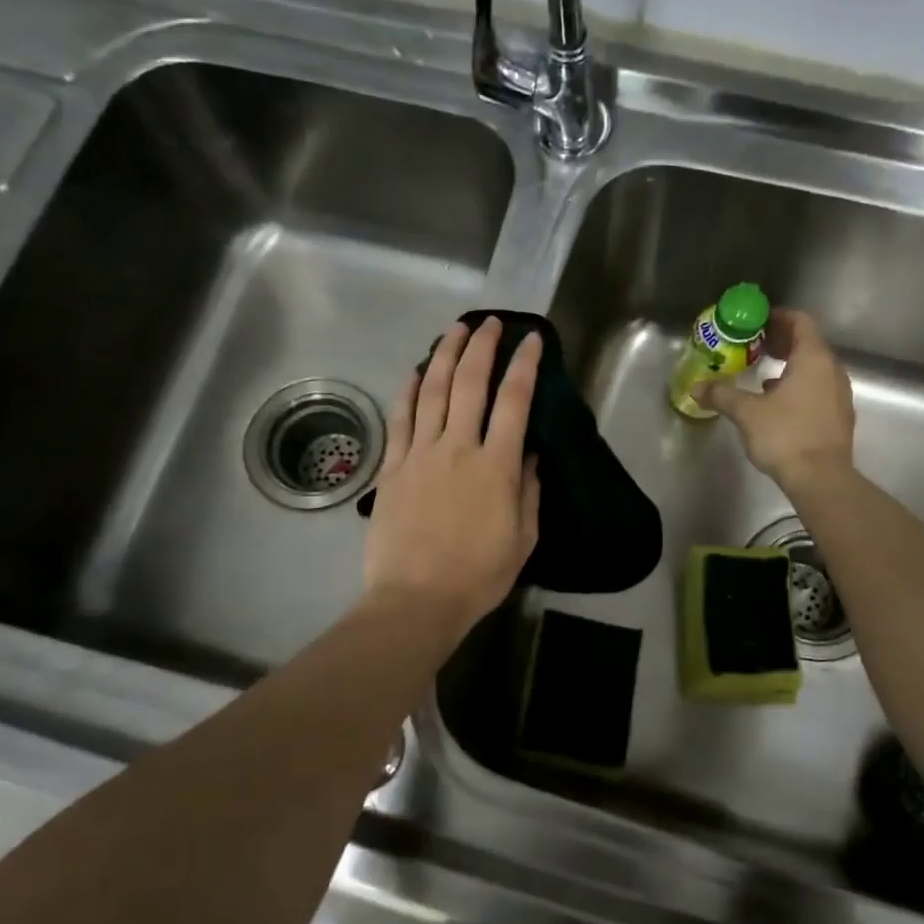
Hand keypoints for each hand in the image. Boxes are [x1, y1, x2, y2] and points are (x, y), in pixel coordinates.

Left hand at [363, 317, 541, 637]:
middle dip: (482, 347)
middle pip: (469, 383)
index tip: (531, 340)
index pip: (514, 401)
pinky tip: (416, 371)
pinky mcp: (392, 468)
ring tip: (456, 331)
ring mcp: (420, 454)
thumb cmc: (478, 576)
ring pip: (432, 391)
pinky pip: (401, 419)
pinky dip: (408, 390)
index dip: (524, 365)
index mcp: (496, 466)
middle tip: (491, 323)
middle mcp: (458, 448)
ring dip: (445, 356)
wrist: (416, 600)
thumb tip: (529, 452)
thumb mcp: (523, 539)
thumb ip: (528, 490)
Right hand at [695, 308, 853, 489]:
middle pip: (808, 344)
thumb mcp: (747, 412)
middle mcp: (832, 370)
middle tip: (755, 346)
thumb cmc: (785, 435)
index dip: (778, 317)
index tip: (757, 322)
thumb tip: (697, 387)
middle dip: (781, 342)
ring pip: (814, 368)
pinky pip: (818, 388)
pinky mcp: (838, 416)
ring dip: (790, 366)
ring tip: (762, 374)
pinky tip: (777, 402)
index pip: (801, 322)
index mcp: (813, 359)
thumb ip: (722, 394)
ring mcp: (839, 394)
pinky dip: (798, 386)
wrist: (821, 478)